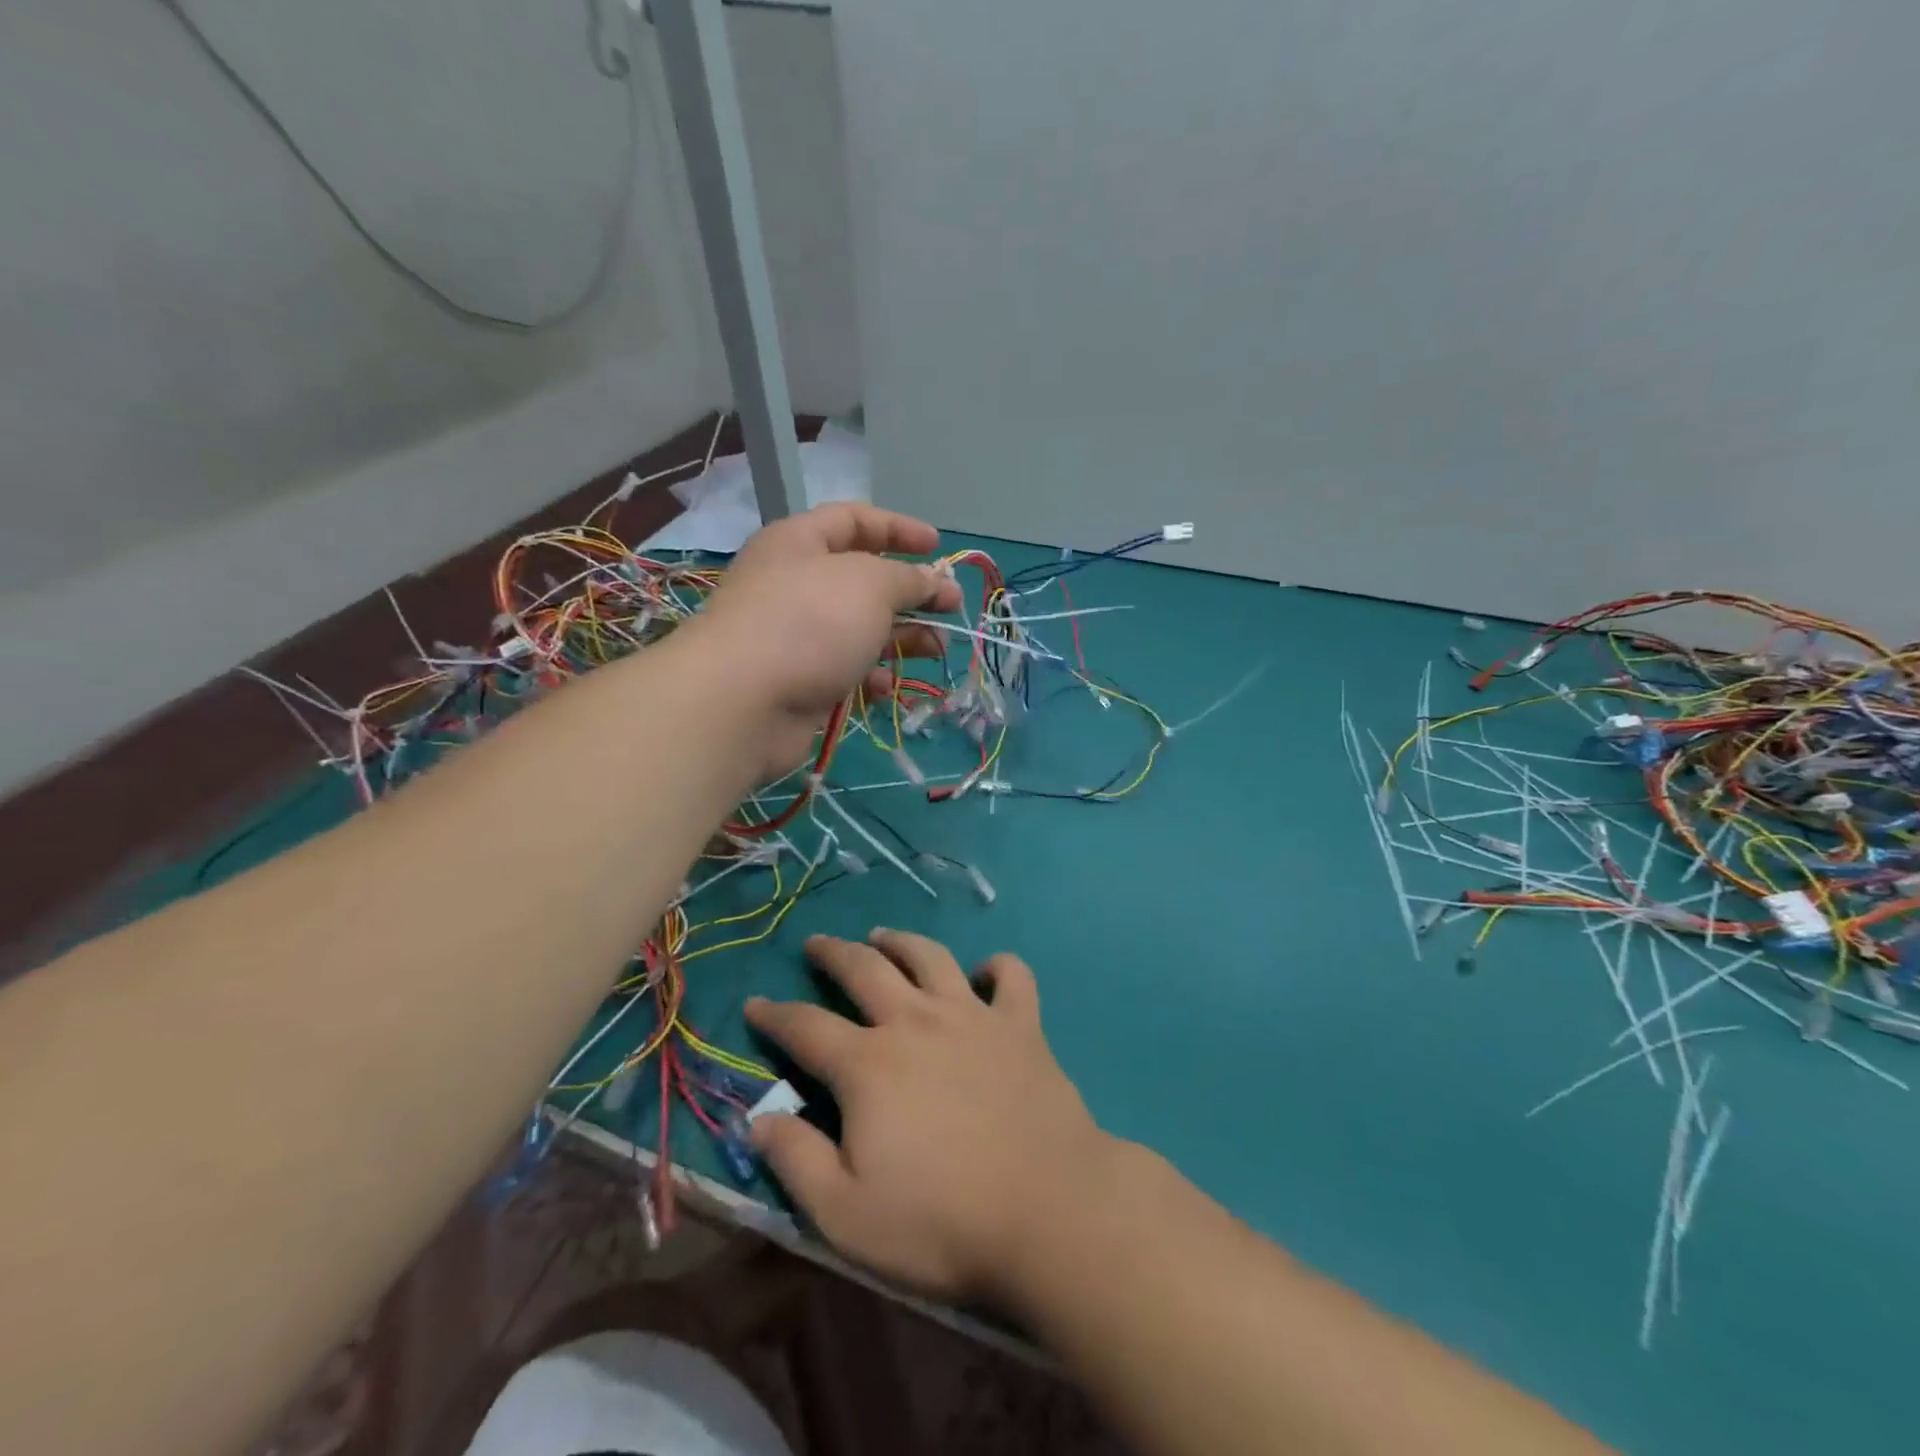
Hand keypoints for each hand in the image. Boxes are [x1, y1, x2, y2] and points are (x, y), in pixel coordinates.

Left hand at [692, 504, 959, 778]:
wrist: (743, 702)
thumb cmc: (809, 622)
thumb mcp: (870, 584)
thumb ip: (908, 578)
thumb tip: (933, 581)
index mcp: (801, 542)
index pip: (855, 520)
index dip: (899, 529)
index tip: (939, 548)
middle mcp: (796, 584)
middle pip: (864, 580)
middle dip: (912, 593)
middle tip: (952, 607)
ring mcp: (796, 636)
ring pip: (860, 630)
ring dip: (902, 638)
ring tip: (937, 649)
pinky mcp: (800, 681)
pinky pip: (845, 671)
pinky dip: (870, 676)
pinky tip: (885, 685)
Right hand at [744, 930, 1117, 1303]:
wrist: (1049, 1213)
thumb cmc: (941, 1222)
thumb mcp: (846, 1215)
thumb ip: (796, 1161)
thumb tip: (758, 1118)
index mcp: (869, 1064)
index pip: (806, 1027)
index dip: (775, 1014)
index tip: (755, 1003)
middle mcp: (916, 1022)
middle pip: (865, 969)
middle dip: (833, 953)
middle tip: (815, 944)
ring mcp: (973, 1016)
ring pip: (930, 956)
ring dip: (901, 942)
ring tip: (883, 936)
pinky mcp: (1021, 1025)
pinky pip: (1011, 976)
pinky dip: (997, 967)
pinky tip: (986, 972)